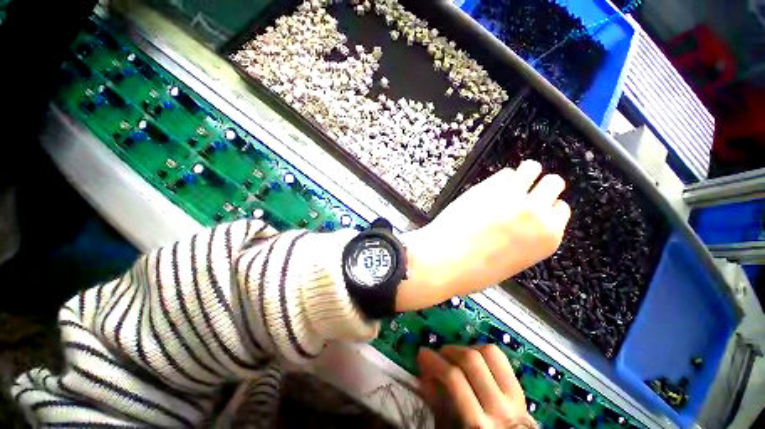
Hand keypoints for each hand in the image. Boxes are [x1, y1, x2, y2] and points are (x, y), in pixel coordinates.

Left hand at [397, 160, 570, 310]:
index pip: (560, 209)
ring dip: (525, 174)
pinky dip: (502, 178)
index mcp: (547, 237)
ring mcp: (510, 196)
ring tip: (514, 182)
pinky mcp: (487, 187)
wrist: (443, 261)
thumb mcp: (513, 261)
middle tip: (528, 191)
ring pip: (531, 168)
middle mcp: (535, 212)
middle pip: (553, 183)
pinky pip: (504, 173)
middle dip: (541, 186)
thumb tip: (527, 224)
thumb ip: (527, 239)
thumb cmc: (473, 270)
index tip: (540, 206)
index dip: (548, 207)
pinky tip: (493, 188)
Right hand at [418, 345, 535, 428]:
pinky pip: (500, 357)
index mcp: (478, 423)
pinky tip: (473, 357)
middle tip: (439, 353)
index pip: (454, 379)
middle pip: (472, 360)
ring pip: (489, 352)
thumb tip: (425, 369)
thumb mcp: (450, 428)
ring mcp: (513, 396)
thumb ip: (437, 401)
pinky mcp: (519, 387)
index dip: (435, 361)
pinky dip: (481, 350)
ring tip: (456, 355)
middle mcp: (498, 406)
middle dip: (450, 350)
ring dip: (467, 348)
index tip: (422, 354)